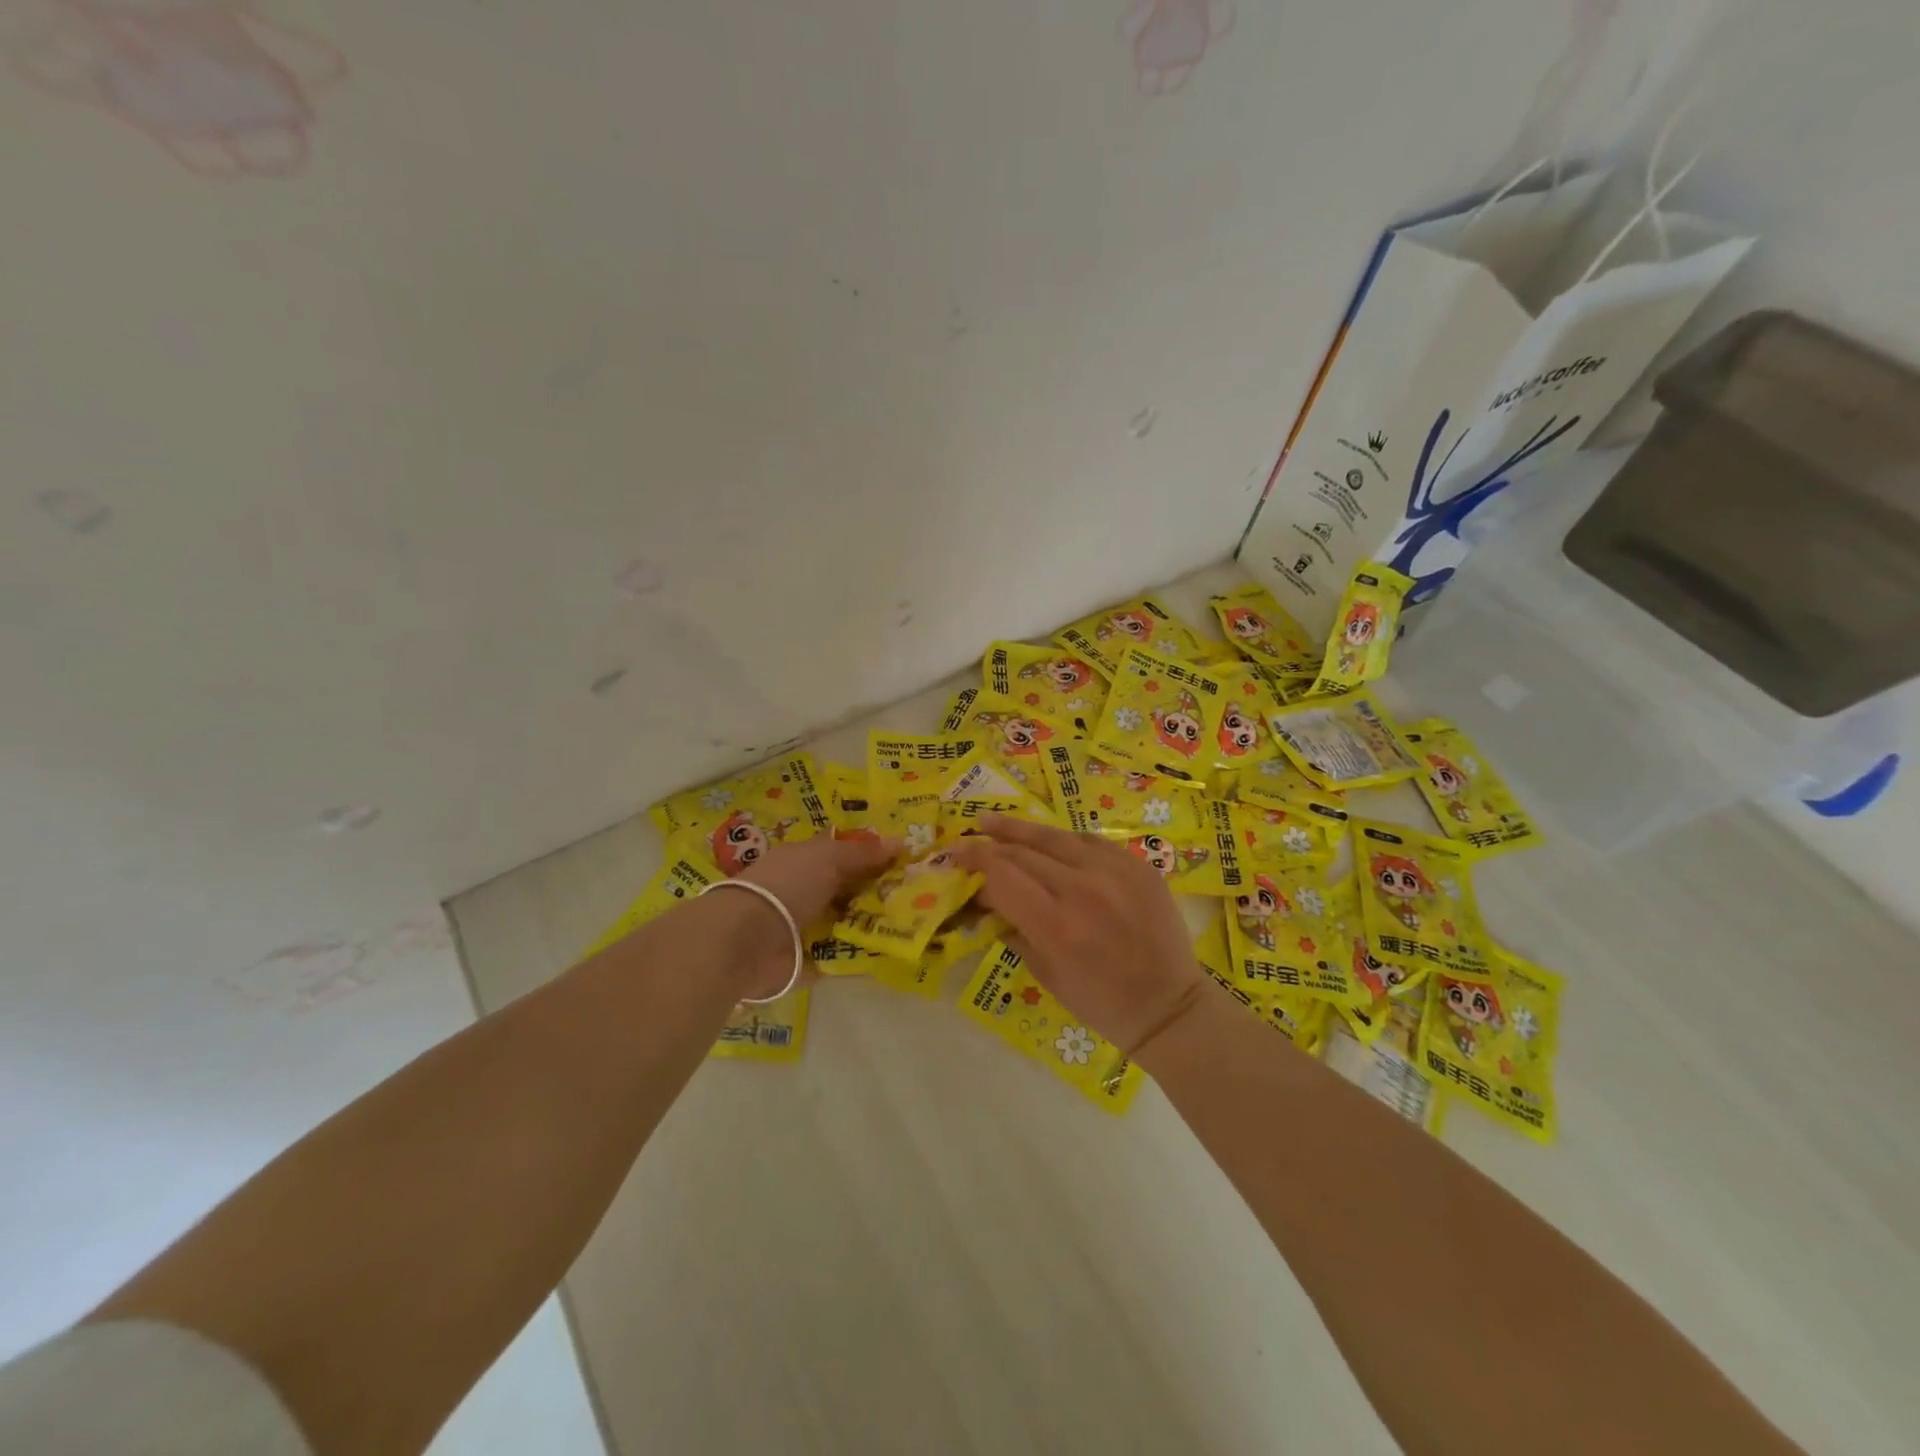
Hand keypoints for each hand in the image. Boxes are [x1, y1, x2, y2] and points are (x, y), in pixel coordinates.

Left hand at [729, 834, 898, 998]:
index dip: (869, 855)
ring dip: (870, 923)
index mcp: (803, 860)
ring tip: (910, 924)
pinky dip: (858, 954)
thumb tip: (900, 841)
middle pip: (846, 888)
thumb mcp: (829, 858)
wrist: (747, 941)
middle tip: (917, 894)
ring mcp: (804, 927)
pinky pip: (839, 954)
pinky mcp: (805, 960)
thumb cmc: (787, 886)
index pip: (840, 853)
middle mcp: (803, 890)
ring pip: (845, 921)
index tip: (903, 860)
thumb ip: (863, 853)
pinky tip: (887, 952)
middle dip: (876, 891)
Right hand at [950, 815, 1203, 1053]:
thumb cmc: (1100, 1002)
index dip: (974, 863)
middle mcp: (1084, 889)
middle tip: (966, 841)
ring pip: (1055, 836)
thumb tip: (986, 899)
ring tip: (991, 821)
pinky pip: (1090, 841)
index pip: (1002, 875)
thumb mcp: (1045, 974)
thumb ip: (1013, 929)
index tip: (954, 859)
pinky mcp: (1138, 864)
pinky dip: (1063, 841)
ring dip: (1018, 829)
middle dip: (989, 846)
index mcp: (1056, 925)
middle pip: (1023, 852)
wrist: (1168, 1005)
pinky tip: (1046, 841)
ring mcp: (1115, 871)